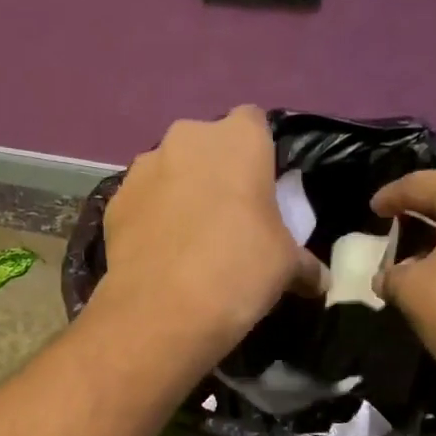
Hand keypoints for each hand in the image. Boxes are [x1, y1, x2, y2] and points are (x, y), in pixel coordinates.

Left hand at [99, 107, 325, 353]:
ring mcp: (143, 168)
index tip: (261, 193)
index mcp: (238, 138)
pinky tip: (158, 256)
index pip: (254, 124)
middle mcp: (186, 138)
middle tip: (226, 220)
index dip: (258, 156)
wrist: (164, 311)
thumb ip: (305, 264)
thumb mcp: (287, 267)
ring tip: (187, 242)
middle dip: (214, 174)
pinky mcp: (113, 203)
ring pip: (168, 172)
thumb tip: (321, 282)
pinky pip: (140, 203)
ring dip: (178, 194)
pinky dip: (149, 221)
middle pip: (205, 147)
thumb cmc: (239, 271)